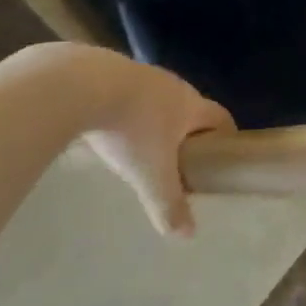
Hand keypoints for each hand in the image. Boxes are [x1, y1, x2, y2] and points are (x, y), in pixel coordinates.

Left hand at [75, 51, 232, 236]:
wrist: (80, 85)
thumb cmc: (130, 129)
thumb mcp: (150, 174)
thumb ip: (168, 204)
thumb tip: (189, 235)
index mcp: (191, 105)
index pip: (221, 117)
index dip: (226, 135)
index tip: (222, 155)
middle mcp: (173, 85)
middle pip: (189, 107)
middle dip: (187, 131)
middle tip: (177, 158)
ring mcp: (140, 74)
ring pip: (156, 99)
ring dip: (153, 119)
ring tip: (138, 145)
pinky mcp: (108, 70)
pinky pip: (125, 93)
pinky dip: (123, 110)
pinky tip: (104, 127)